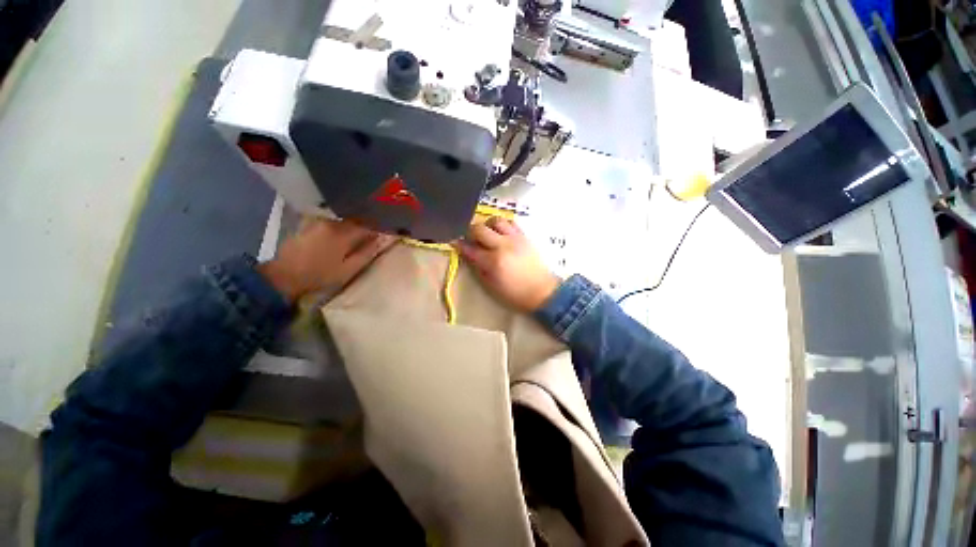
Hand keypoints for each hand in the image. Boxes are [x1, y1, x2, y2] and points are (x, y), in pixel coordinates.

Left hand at [259, 219, 394, 302]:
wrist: (283, 275)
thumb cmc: (319, 275)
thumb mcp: (348, 269)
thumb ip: (367, 253)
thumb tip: (382, 240)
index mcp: (344, 233)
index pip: (369, 225)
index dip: (380, 228)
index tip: (388, 233)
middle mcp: (332, 222)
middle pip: (357, 219)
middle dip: (368, 225)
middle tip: (376, 234)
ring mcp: (319, 221)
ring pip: (345, 220)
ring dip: (355, 225)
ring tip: (361, 234)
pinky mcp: (310, 224)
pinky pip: (333, 222)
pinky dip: (342, 226)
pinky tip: (343, 235)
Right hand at [456, 218, 560, 311]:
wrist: (542, 291)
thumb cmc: (514, 294)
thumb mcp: (491, 286)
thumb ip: (478, 268)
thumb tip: (468, 254)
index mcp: (493, 261)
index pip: (470, 248)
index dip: (459, 245)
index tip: (454, 242)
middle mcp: (503, 245)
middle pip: (479, 228)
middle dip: (470, 231)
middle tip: (470, 238)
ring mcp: (515, 238)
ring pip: (496, 220)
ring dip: (487, 225)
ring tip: (486, 234)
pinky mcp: (524, 236)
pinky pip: (510, 222)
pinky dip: (502, 225)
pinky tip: (500, 233)